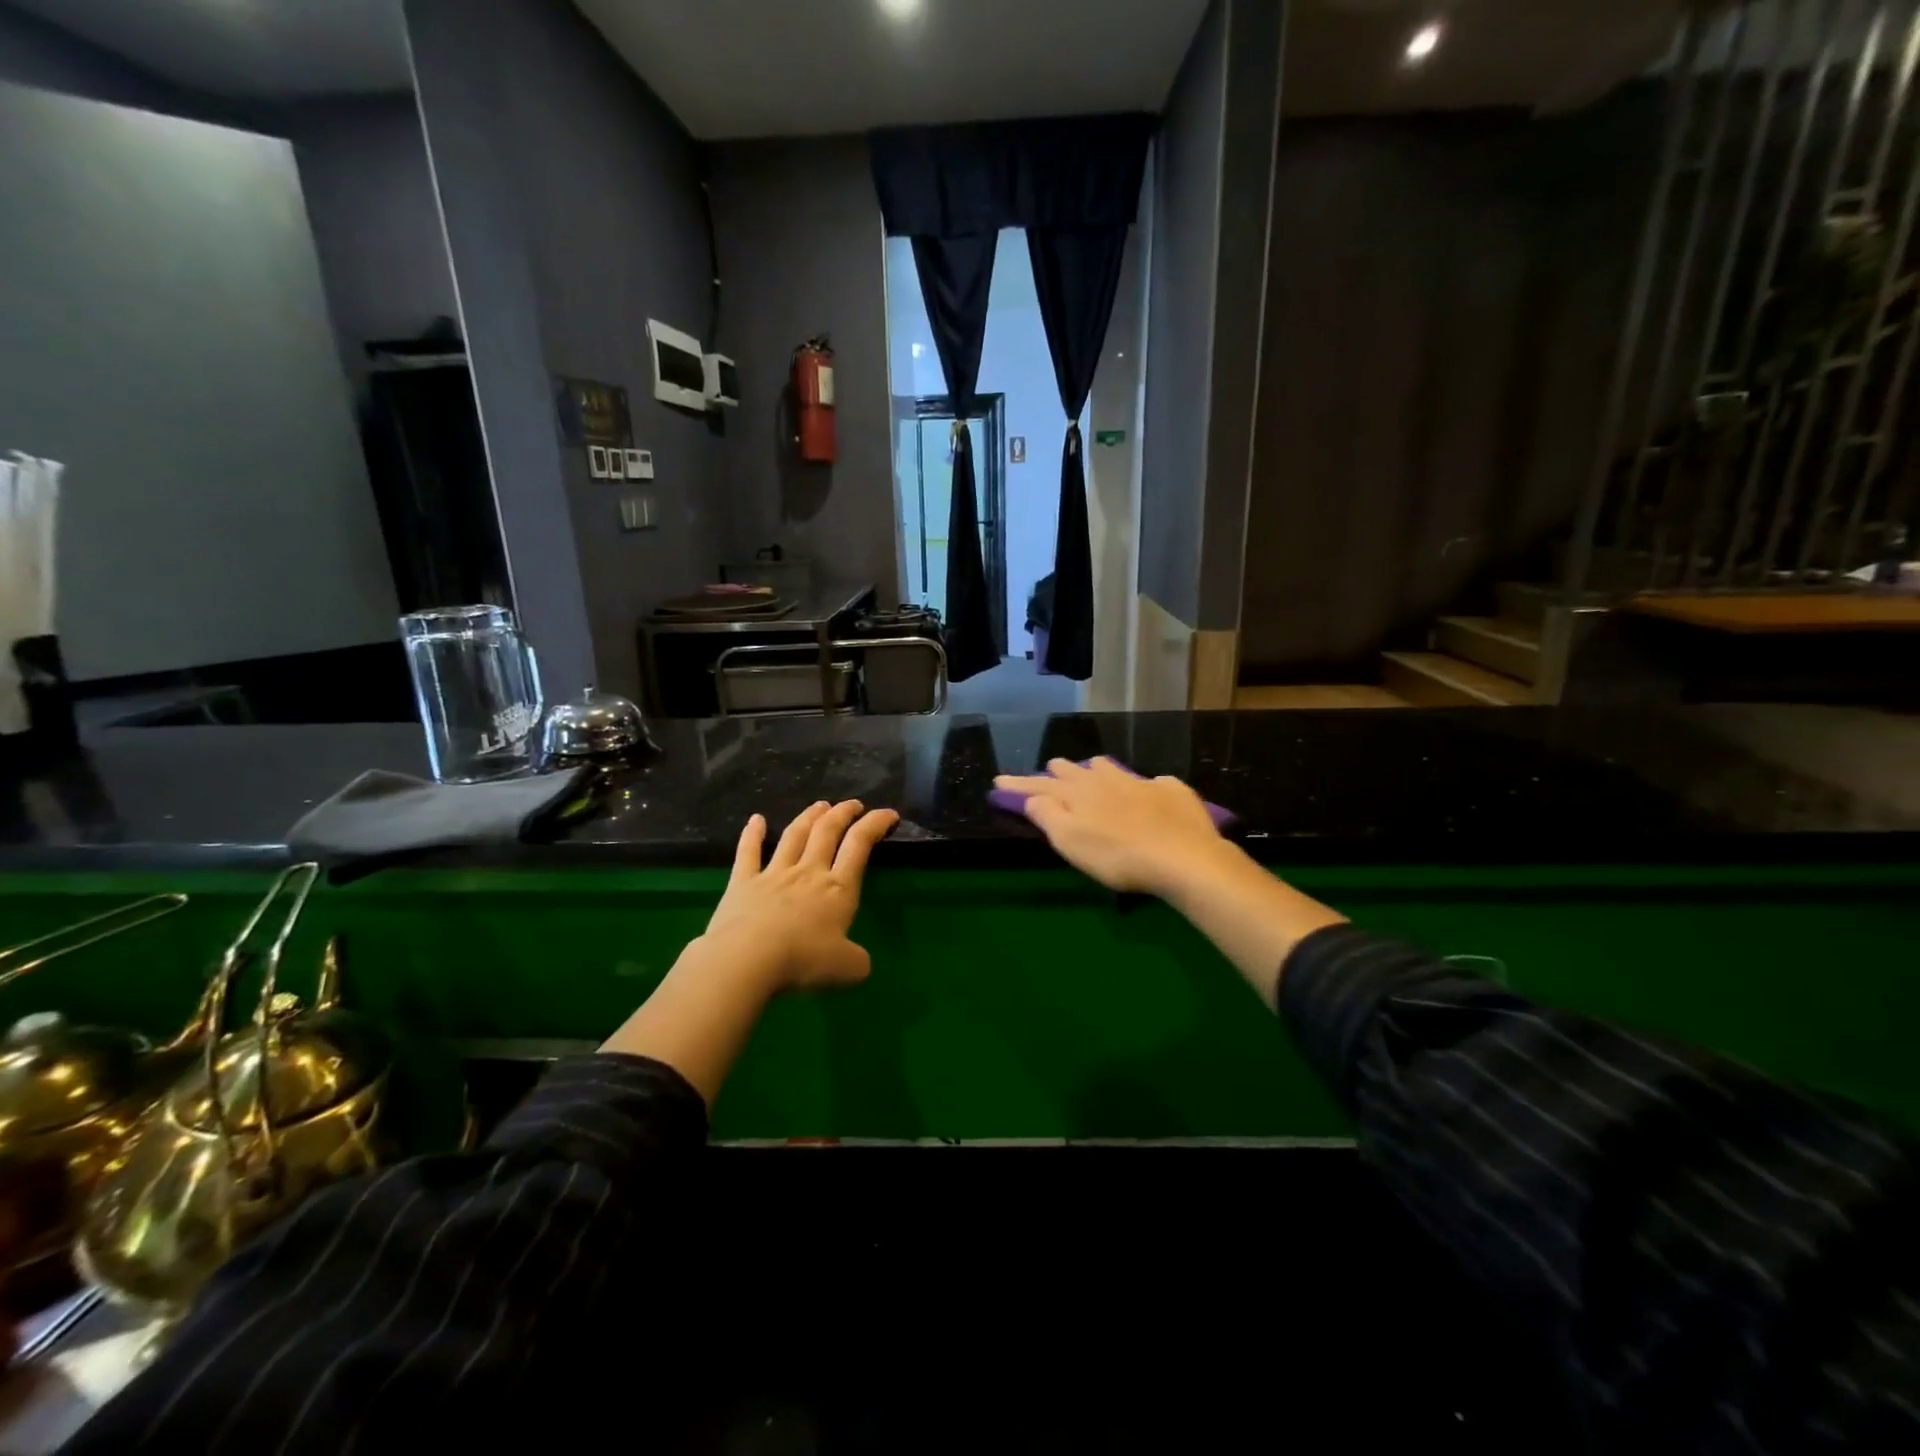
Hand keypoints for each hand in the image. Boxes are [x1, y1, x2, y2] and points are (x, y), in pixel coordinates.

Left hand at [702, 800, 898, 990]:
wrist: (747, 959)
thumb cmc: (802, 960)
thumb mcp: (846, 968)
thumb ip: (858, 962)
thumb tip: (861, 963)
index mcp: (838, 889)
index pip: (860, 845)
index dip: (875, 824)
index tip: (888, 813)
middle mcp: (808, 872)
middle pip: (827, 832)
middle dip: (843, 813)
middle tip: (852, 804)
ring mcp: (774, 873)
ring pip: (794, 835)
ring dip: (809, 817)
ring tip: (819, 805)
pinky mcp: (743, 882)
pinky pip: (748, 852)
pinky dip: (752, 834)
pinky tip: (755, 819)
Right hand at [993, 758, 1228, 897]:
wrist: (1184, 858)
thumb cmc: (1118, 856)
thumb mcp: (1071, 842)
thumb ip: (1048, 816)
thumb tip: (1032, 797)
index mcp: (1078, 793)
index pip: (1041, 785)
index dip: (1020, 784)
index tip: (1000, 781)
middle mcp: (1106, 780)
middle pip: (1075, 770)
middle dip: (1058, 771)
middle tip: (1050, 772)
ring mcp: (1141, 783)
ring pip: (1111, 768)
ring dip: (1096, 770)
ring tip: (1093, 773)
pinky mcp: (1172, 792)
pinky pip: (1153, 783)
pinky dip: (1143, 787)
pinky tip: (1149, 794)